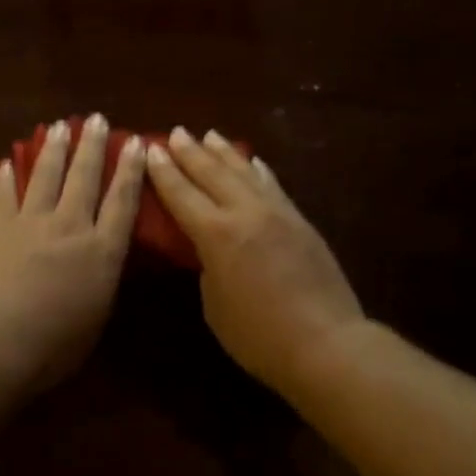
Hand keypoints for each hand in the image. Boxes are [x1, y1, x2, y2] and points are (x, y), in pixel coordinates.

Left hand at [0, 114, 146, 389]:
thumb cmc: (55, 344)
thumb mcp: (96, 318)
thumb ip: (102, 285)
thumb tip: (103, 268)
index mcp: (102, 252)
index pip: (122, 202)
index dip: (130, 170)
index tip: (135, 142)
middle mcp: (71, 227)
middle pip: (84, 178)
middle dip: (92, 146)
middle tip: (96, 118)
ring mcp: (32, 224)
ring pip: (46, 176)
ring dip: (53, 149)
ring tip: (58, 126)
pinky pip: (4, 197)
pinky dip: (5, 179)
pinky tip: (6, 163)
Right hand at [145, 128, 365, 392]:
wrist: (326, 342)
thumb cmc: (259, 336)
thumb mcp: (215, 305)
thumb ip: (208, 267)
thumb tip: (212, 249)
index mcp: (216, 234)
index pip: (181, 194)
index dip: (163, 171)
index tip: (150, 149)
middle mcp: (245, 212)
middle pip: (212, 173)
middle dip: (190, 152)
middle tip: (175, 133)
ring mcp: (277, 212)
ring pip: (245, 172)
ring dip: (223, 152)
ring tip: (209, 135)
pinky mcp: (300, 220)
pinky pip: (272, 185)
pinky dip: (258, 170)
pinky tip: (252, 161)